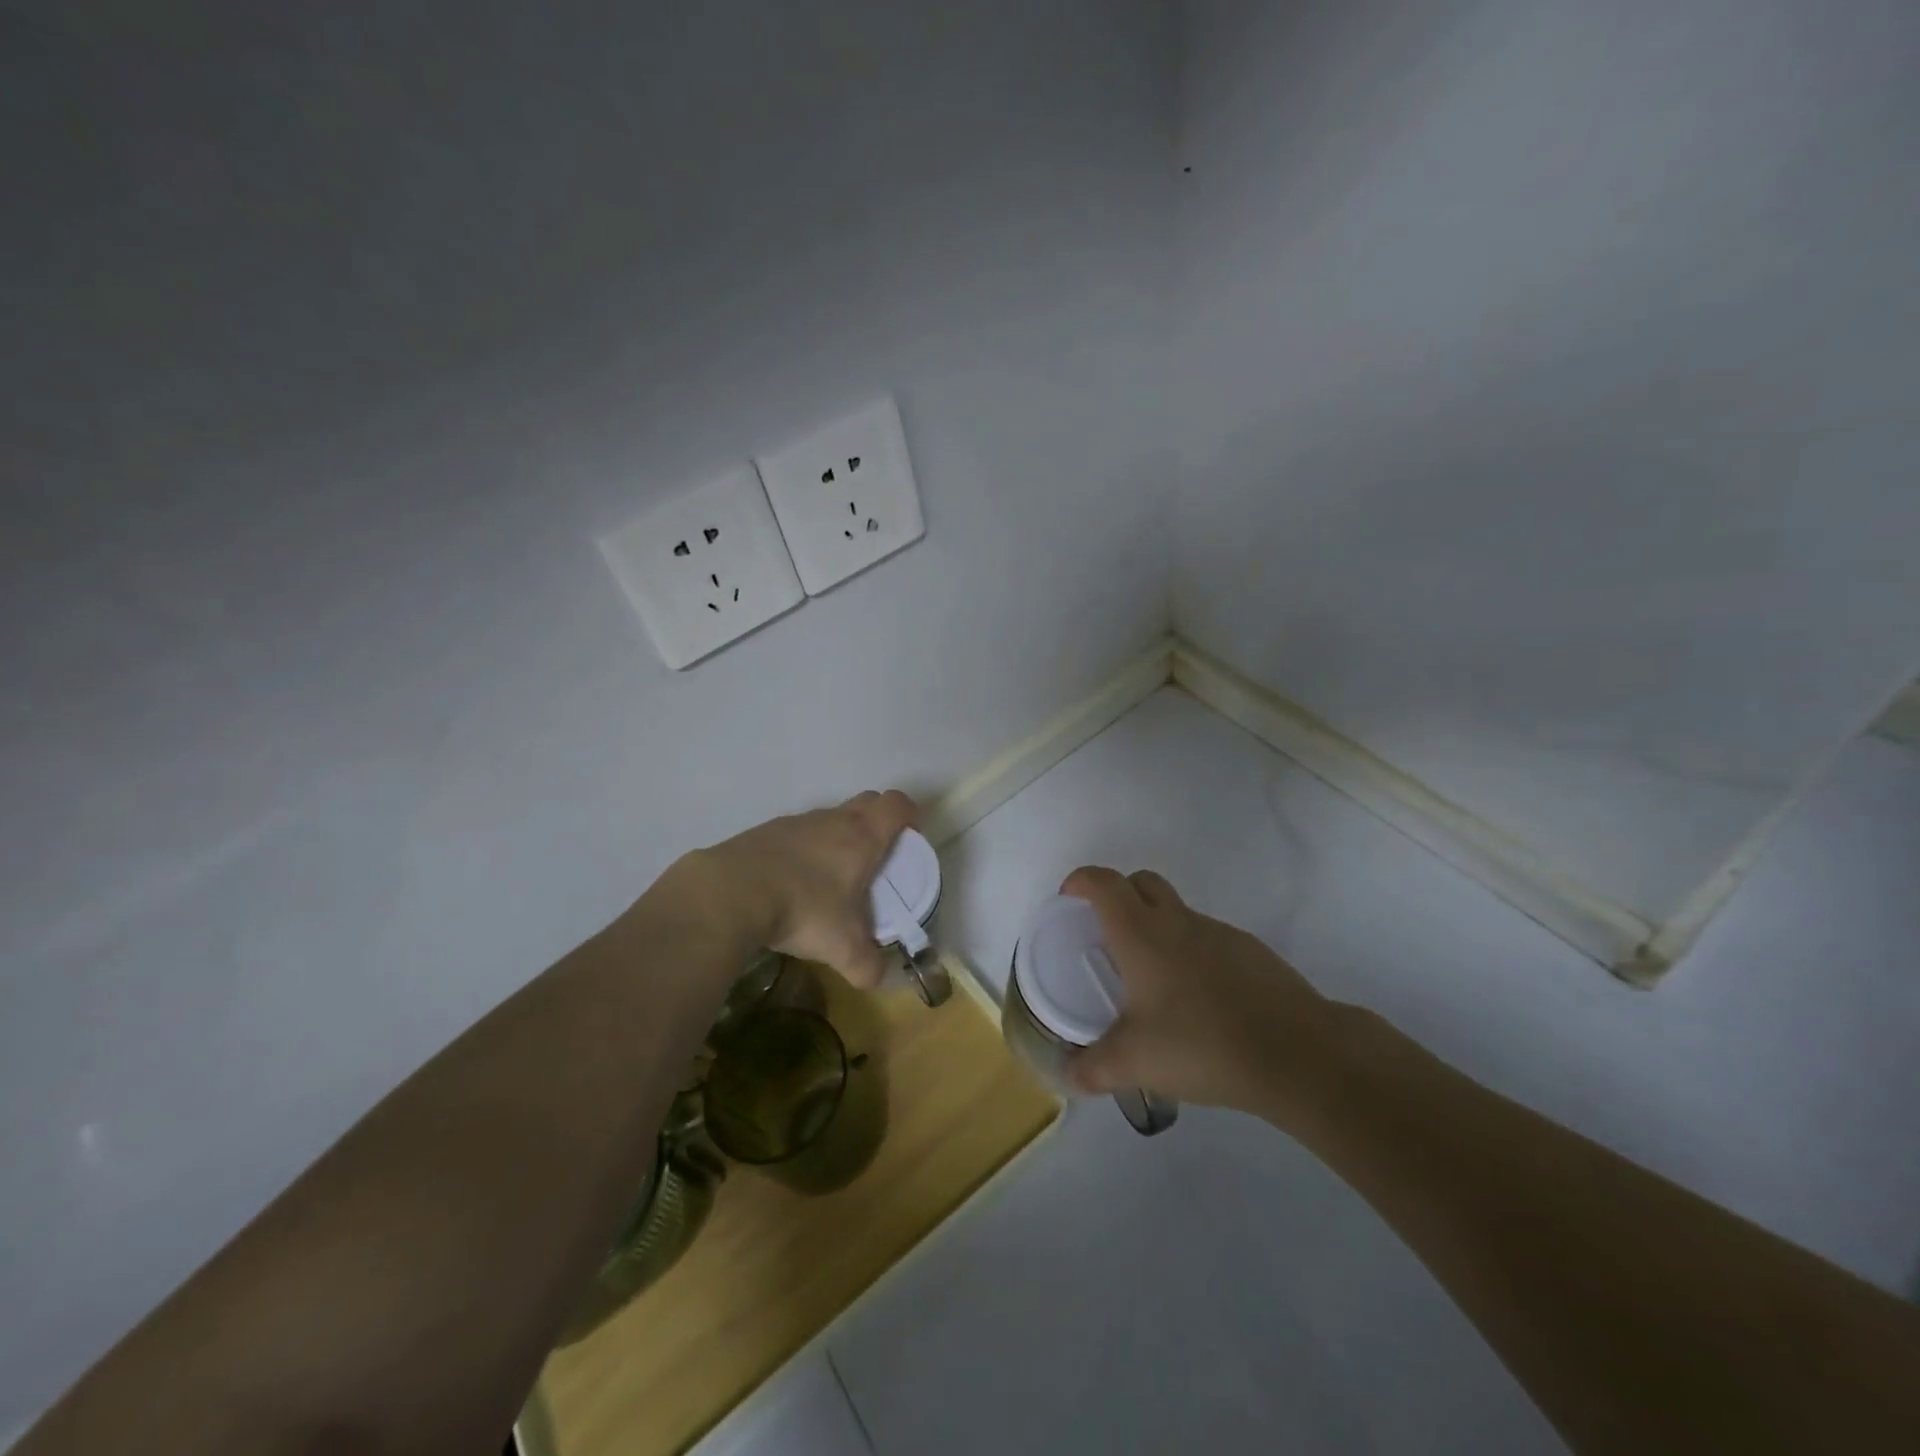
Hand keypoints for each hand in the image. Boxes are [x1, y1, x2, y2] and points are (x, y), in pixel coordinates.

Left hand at [676, 789, 919, 988]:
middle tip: (877, 860)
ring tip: (831, 879)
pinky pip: (796, 834)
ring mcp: (796, 822)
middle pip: (867, 802)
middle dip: (879, 822)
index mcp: (862, 837)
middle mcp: (832, 820)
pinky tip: (791, 884)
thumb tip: (879, 979)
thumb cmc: (803, 910)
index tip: (911, 840)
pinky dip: (804, 851)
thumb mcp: (843, 948)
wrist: (729, 893)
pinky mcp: (764, 832)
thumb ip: (869, 966)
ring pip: (830, 818)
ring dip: (839, 837)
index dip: (910, 815)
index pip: (897, 804)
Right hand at [1060, 866, 1341, 1128]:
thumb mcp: (1133, 1063)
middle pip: (1141, 882)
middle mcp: (1178, 921)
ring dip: (1157, 927)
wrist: (1296, 1053)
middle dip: (1118, 895)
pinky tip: (1199, 1002)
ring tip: (1152, 981)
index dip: (1080, 881)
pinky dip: (1192, 953)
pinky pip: (1208, 939)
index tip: (1068, 900)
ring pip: (1177, 911)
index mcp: (1141, 934)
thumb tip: (1067, 1075)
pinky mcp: (1251, 952)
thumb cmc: (1201, 1044)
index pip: (1103, 883)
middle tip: (1106, 935)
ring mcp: (1219, 933)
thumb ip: (1092, 1069)